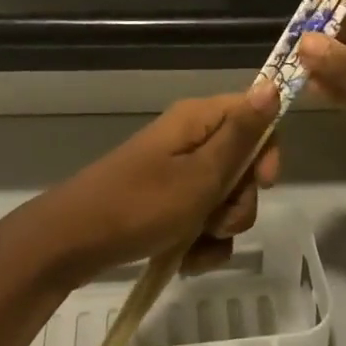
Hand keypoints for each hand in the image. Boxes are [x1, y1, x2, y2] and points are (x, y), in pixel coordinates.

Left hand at [21, 80, 282, 288]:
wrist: (71, 242)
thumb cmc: (140, 204)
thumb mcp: (200, 174)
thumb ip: (240, 135)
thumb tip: (273, 85)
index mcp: (199, 120)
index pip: (254, 114)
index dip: (266, 148)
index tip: (262, 183)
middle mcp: (191, 139)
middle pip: (243, 163)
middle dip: (239, 200)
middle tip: (215, 218)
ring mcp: (177, 173)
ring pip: (225, 198)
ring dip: (220, 228)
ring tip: (193, 245)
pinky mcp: (166, 203)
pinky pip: (202, 220)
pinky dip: (200, 243)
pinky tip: (184, 260)